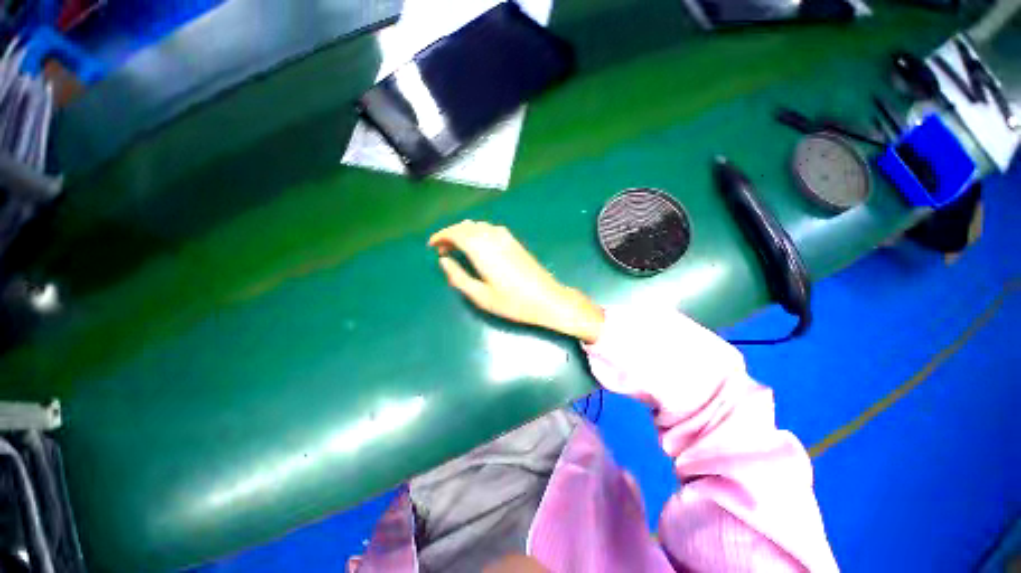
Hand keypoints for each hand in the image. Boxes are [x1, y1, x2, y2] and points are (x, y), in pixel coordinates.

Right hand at [429, 220, 603, 343]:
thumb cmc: (512, 302)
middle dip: (450, 234)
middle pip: (466, 226)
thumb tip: (444, 261)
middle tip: (442, 250)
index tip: (431, 245)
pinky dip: (477, 233)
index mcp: (482, 249)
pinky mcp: (514, 241)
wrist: (546, 298)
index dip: (441, 236)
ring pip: (478, 226)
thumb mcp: (480, 296)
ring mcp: (506, 237)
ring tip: (457, 248)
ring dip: (464, 233)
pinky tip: (478, 246)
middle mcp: (493, 237)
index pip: (456, 233)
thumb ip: (458, 277)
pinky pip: (490, 229)